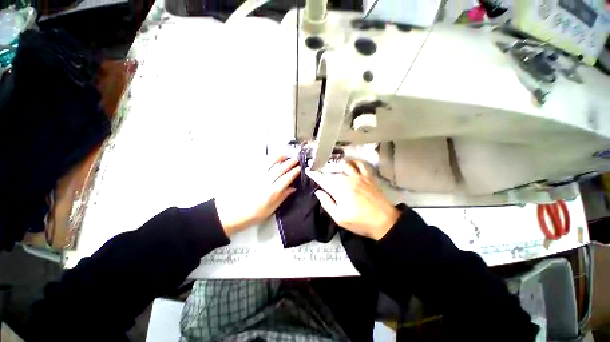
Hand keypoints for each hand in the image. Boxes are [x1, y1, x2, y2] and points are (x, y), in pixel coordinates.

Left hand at [215, 155, 299, 235]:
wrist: (228, 214)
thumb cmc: (251, 215)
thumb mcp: (270, 211)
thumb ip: (282, 197)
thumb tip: (292, 188)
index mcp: (271, 192)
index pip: (286, 179)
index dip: (294, 172)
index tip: (299, 168)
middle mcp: (265, 182)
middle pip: (279, 169)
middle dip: (289, 163)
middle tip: (296, 159)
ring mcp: (256, 176)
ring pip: (269, 163)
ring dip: (278, 158)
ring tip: (285, 155)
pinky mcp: (248, 174)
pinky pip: (259, 163)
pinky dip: (267, 159)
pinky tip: (271, 158)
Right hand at [307, 160, 399, 240]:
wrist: (384, 222)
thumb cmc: (360, 222)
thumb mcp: (339, 218)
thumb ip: (327, 203)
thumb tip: (318, 192)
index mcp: (339, 189)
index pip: (323, 179)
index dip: (315, 175)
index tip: (309, 171)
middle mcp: (347, 179)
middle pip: (332, 172)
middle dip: (324, 172)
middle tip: (320, 174)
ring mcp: (359, 176)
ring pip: (345, 165)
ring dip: (337, 166)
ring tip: (334, 169)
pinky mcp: (368, 177)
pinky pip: (360, 164)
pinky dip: (354, 162)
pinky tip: (351, 164)